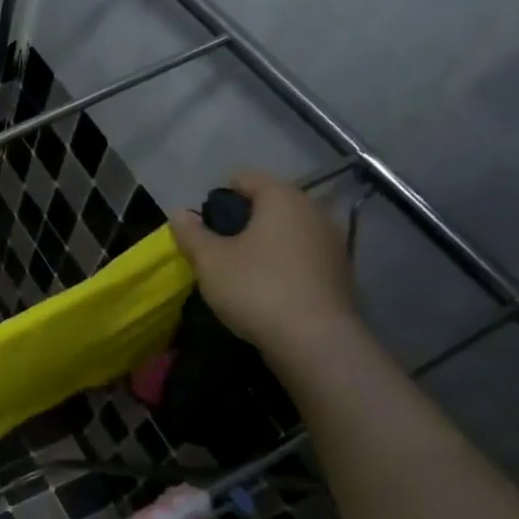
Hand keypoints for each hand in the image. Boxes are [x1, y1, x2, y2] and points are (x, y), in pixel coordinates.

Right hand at [174, 169, 359, 353]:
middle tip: (218, 251)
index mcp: (282, 197)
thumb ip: (191, 233)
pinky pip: (301, 254)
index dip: (218, 197)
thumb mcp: (210, 261)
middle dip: (241, 221)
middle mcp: (313, 210)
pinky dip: (282, 262)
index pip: (245, 177)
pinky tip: (267, 288)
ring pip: (286, 229)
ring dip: (262, 243)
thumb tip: (180, 213)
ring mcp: (331, 241)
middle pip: (268, 202)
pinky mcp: (339, 271)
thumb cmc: (256, 288)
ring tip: (240, 271)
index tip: (204, 228)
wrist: (315, 341)